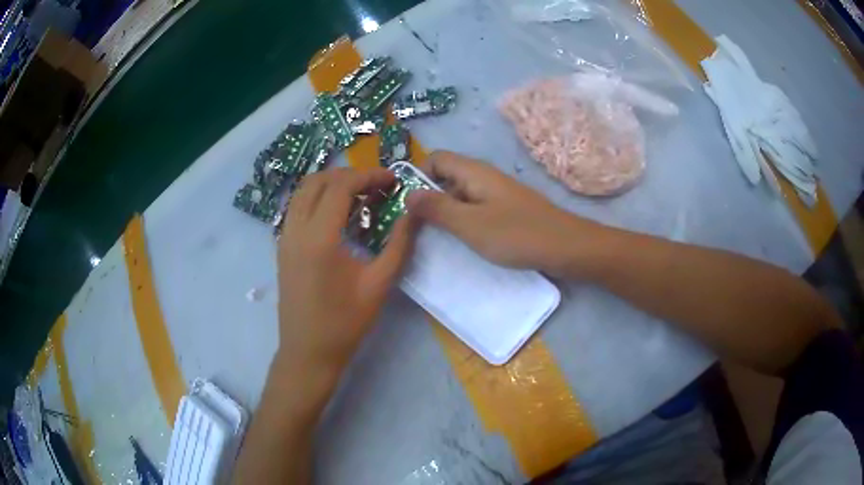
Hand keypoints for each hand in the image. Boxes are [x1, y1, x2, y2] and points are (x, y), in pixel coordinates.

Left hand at [277, 168, 412, 377]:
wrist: (308, 352)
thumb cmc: (345, 323)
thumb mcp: (379, 284)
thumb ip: (399, 244)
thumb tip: (414, 212)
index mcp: (319, 237)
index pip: (341, 186)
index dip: (369, 175)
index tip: (392, 179)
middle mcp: (296, 229)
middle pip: (318, 181)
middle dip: (349, 175)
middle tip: (377, 186)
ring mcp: (284, 237)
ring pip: (303, 191)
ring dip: (330, 184)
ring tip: (358, 195)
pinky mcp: (282, 247)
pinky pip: (297, 207)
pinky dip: (317, 198)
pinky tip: (337, 215)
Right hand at [407, 151, 601, 274]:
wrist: (566, 247)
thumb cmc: (517, 234)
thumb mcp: (470, 224)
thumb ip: (437, 209)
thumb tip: (408, 194)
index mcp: (474, 172)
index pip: (435, 158)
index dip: (418, 176)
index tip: (410, 205)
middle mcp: (484, 177)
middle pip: (446, 176)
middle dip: (429, 198)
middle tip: (419, 228)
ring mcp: (497, 193)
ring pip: (461, 195)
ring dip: (447, 212)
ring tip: (438, 238)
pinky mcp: (507, 210)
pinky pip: (477, 208)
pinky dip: (465, 221)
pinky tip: (465, 241)